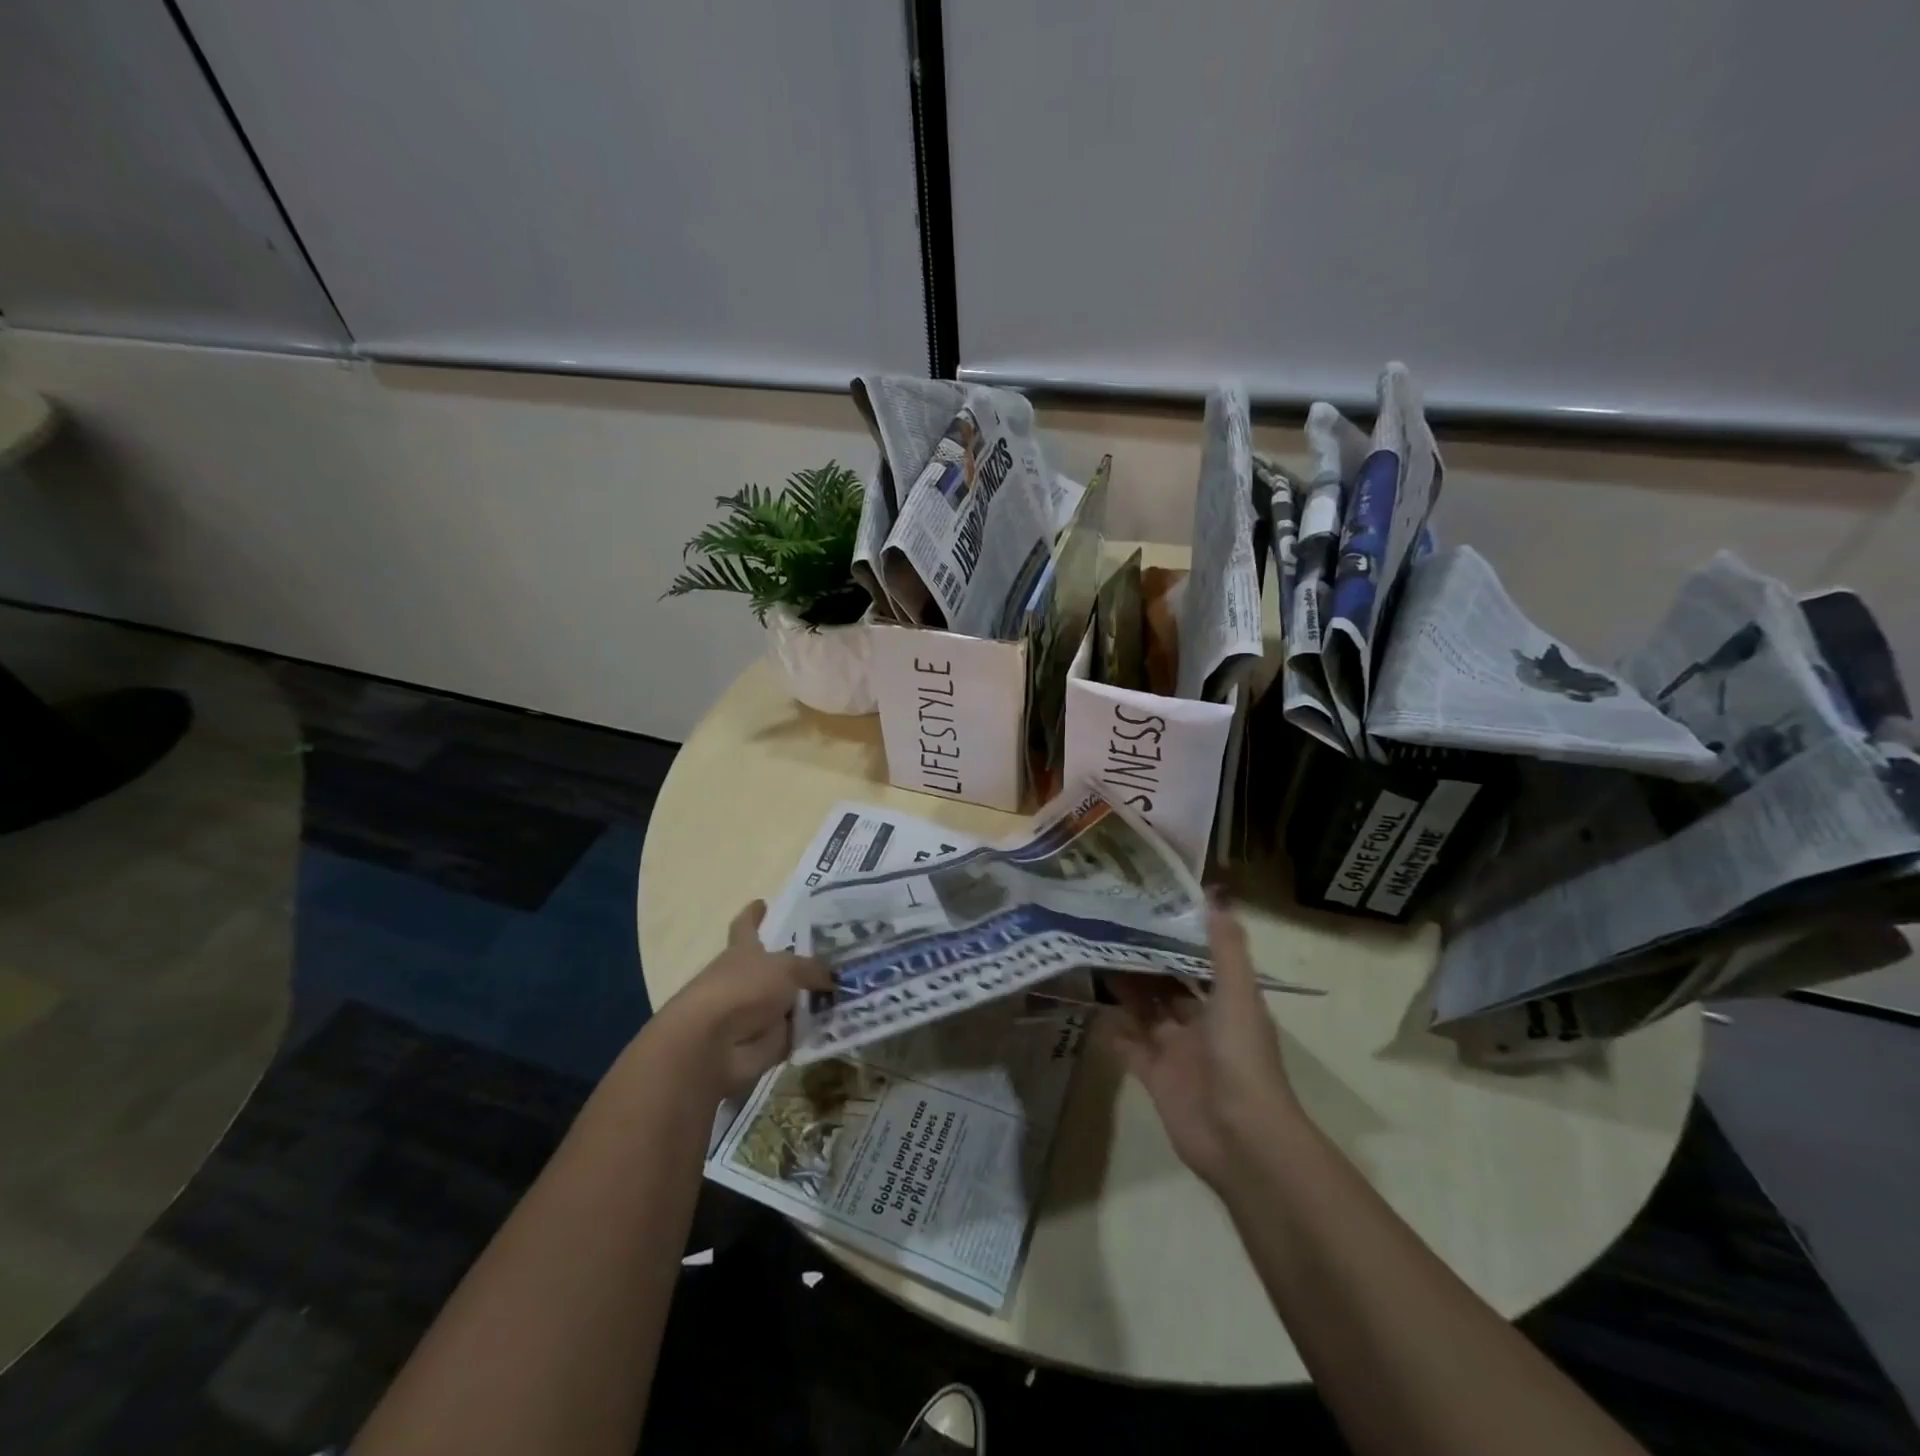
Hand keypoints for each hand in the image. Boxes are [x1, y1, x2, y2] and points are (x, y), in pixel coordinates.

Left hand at [653, 901, 832, 1099]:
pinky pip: (801, 1032)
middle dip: (803, 962)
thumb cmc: (742, 989)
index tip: (761, 902)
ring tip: (856, 984)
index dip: (754, 915)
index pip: (747, 926)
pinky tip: (851, 1018)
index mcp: (743, 951)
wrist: (715, 1047)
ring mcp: (759, 1012)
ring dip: (817, 997)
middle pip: (778, 966)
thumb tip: (833, 977)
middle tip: (840, 953)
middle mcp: (749, 979)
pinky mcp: (770, 1042)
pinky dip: (820, 1029)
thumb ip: (812, 968)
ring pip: (793, 1000)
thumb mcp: (785, 968)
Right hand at [1102, 902, 1302, 1189]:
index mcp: (1226, 1002)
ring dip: (1125, 990)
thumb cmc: (1241, 1057)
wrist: (1240, 1137)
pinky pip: (1129, 1048)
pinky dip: (1113, 1032)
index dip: (1177, 937)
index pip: (1198, 961)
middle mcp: (1202, 1024)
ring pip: (1147, 1013)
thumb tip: (1216, 895)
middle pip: (1168, 986)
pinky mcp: (1155, 1077)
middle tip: (1108, 929)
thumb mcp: (1237, 994)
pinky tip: (1089, 1010)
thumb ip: (1226, 947)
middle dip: (1144, 961)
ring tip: (1093, 958)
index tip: (1147, 908)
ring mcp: (1178, 1052)